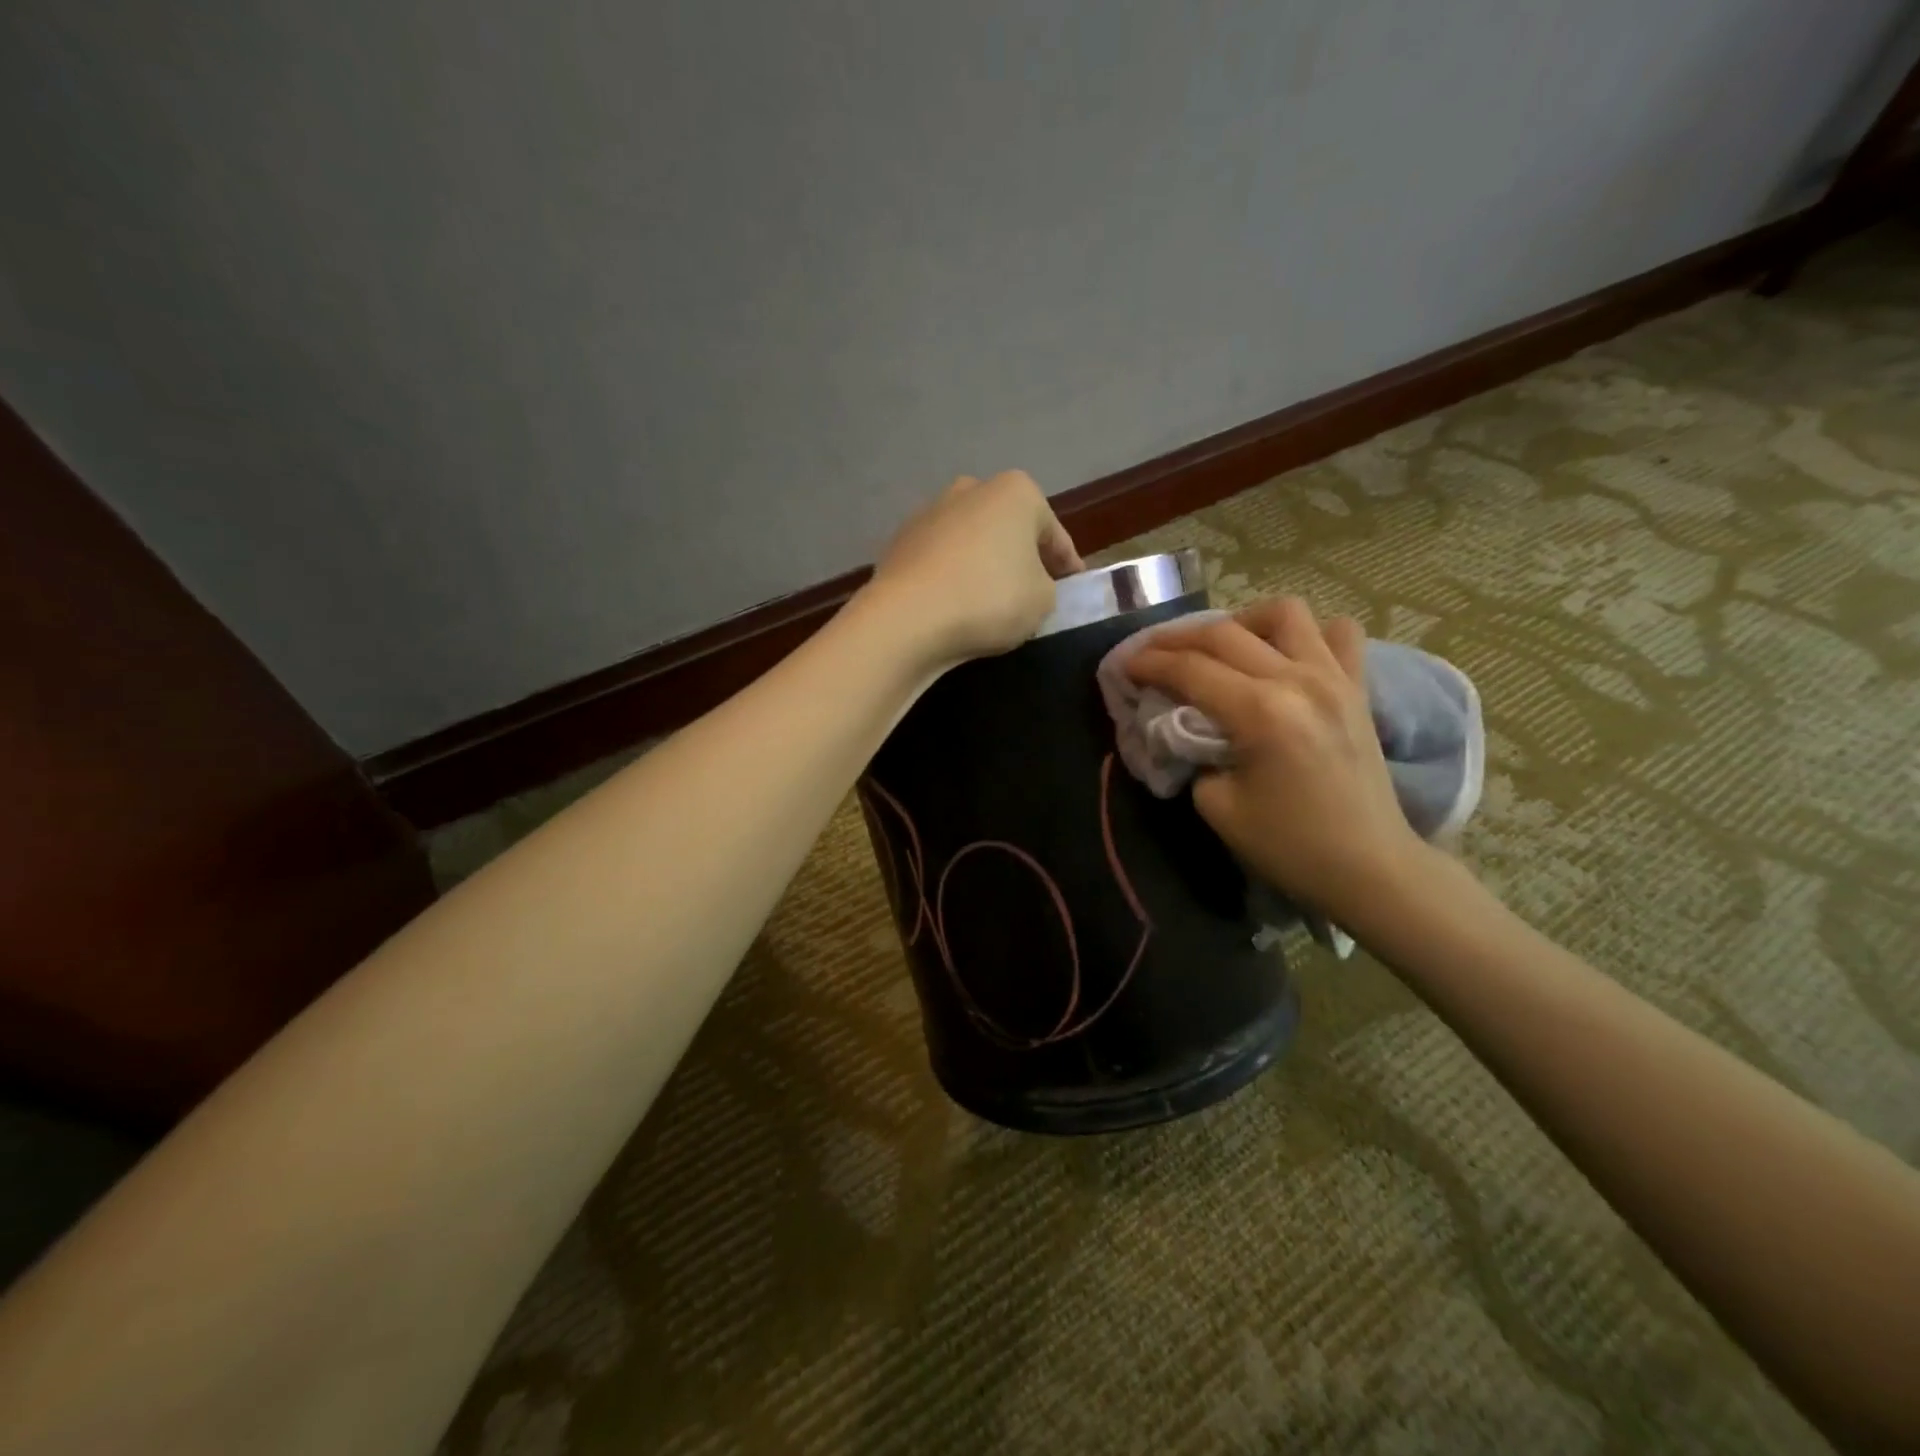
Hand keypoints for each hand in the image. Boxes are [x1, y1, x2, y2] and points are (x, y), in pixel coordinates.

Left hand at [866, 471, 1082, 666]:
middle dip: (1021, 555)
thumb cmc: (990, 599)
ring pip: (971, 541)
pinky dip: (951, 576)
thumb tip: (1028, 584)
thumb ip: (1047, 586)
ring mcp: (929, 513)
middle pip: (1008, 528)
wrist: (908, 618)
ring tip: (990, 601)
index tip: (1073, 586)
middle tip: (1032, 590)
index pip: (1053, 532)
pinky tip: (955, 604)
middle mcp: (970, 490)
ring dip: (983, 563)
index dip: (1067, 564)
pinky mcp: (899, 542)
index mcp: (1016, 492)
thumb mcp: (1043, 600)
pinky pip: (940, 560)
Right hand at [1128, 598, 1430, 924]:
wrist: (1370, 867)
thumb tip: (1184, 728)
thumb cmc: (1290, 845)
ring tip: (1223, 646)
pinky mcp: (1357, 688)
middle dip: (1177, 638)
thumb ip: (1192, 756)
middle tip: (1152, 653)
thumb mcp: (1217, 807)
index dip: (1150, 663)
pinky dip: (1308, 633)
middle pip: (1224, 633)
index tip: (1124, 665)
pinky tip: (1286, 655)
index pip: (1190, 669)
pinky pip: (1339, 634)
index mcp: (1260, 712)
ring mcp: (1334, 678)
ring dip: (1243, 621)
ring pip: (1285, 613)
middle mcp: (1298, 680)